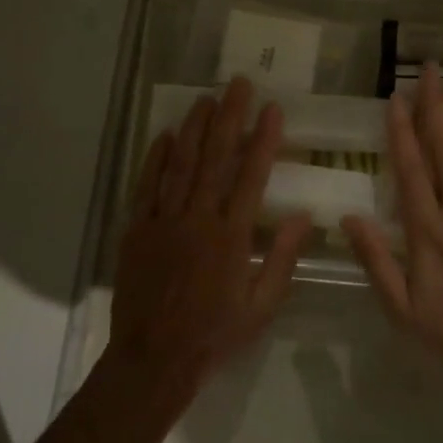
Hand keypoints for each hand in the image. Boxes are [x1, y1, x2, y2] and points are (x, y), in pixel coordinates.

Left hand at [110, 78, 312, 406]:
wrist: (153, 358)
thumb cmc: (214, 334)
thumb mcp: (262, 306)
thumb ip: (282, 259)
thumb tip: (305, 216)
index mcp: (231, 237)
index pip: (251, 176)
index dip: (263, 140)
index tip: (273, 109)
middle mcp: (197, 219)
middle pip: (214, 158)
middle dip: (228, 117)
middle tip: (238, 84)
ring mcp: (163, 221)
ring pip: (179, 164)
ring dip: (193, 128)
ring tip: (206, 98)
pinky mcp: (137, 230)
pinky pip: (146, 187)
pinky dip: (155, 159)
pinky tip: (164, 135)